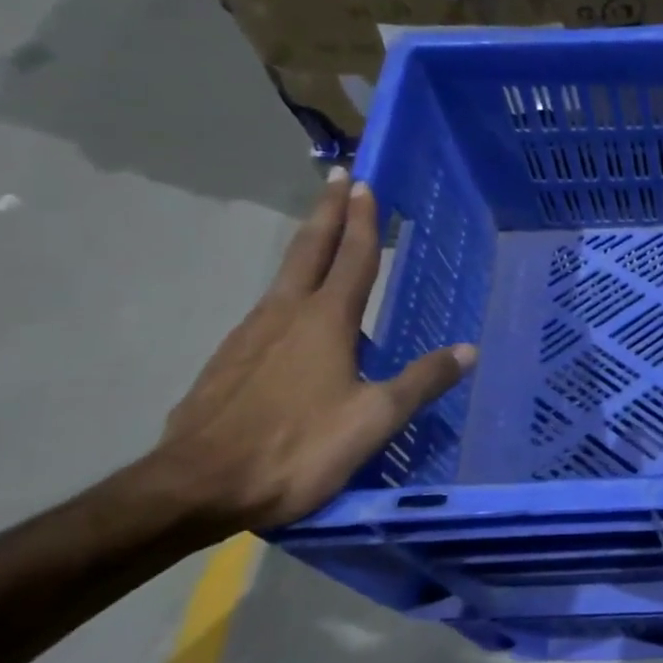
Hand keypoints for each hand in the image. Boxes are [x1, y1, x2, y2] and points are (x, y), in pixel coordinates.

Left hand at [154, 169, 476, 535]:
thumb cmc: (295, 448)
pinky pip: (268, 313)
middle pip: (309, 250)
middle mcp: (285, 315)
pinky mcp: (227, 362)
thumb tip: (468, 350)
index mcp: (325, 322)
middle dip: (327, 211)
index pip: (351, 257)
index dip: (362, 220)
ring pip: (284, 278)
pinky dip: (288, 294)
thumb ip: (421, 382)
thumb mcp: (373, 420)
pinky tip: (293, 318)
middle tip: (338, 176)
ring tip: (323, 238)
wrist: (194, 487)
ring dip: (307, 248)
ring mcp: (249, 336)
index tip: (364, 181)